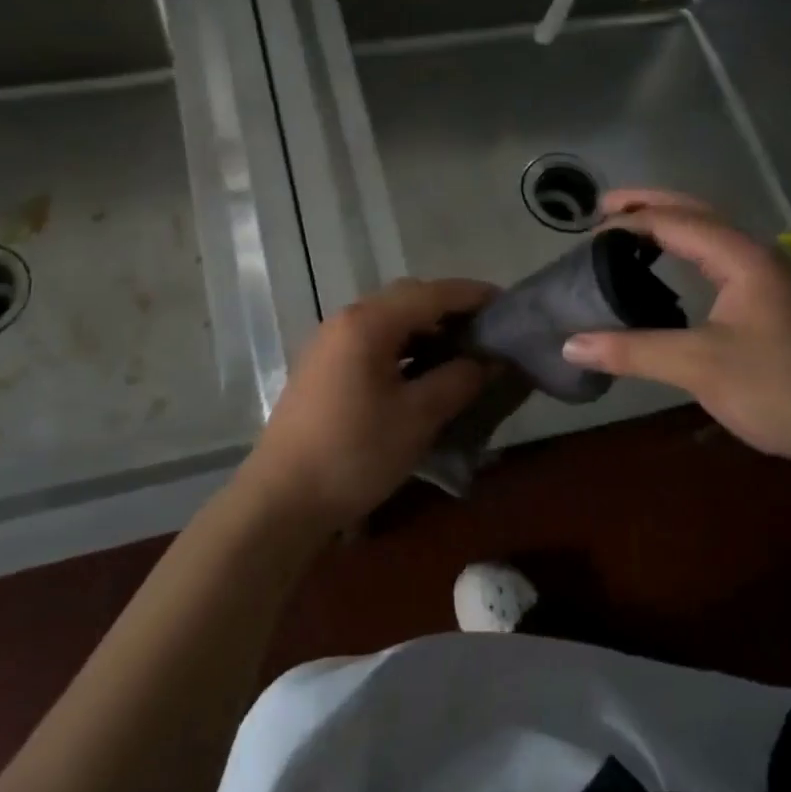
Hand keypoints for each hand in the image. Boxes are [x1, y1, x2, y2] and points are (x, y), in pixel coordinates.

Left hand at [243, 277, 495, 528]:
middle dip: (449, 308)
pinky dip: (403, 345)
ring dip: (425, 327)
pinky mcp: (323, 366)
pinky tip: (422, 369)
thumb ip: (459, 380)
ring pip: (388, 319)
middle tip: (486, 331)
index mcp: (368, 323)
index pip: (431, 293)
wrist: (282, 499)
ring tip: (461, 350)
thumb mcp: (418, 417)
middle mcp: (345, 320)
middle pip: (407, 298)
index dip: (472, 295)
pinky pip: (371, 339)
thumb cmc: (355, 453)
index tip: (508, 305)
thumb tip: (491, 360)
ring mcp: (329, 342)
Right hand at [561, 190, 790, 473]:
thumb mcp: (700, 367)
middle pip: (697, 213)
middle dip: (649, 205)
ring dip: (669, 225)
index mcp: (742, 258)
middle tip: (602, 207)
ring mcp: (767, 279)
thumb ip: (633, 351)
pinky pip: (717, 259)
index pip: (676, 222)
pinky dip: (685, 251)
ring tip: (627, 229)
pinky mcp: (769, 303)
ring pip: (710, 235)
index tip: (586, 233)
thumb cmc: (780, 389)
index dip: (629, 221)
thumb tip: (570, 345)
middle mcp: (756, 257)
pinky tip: (669, 270)